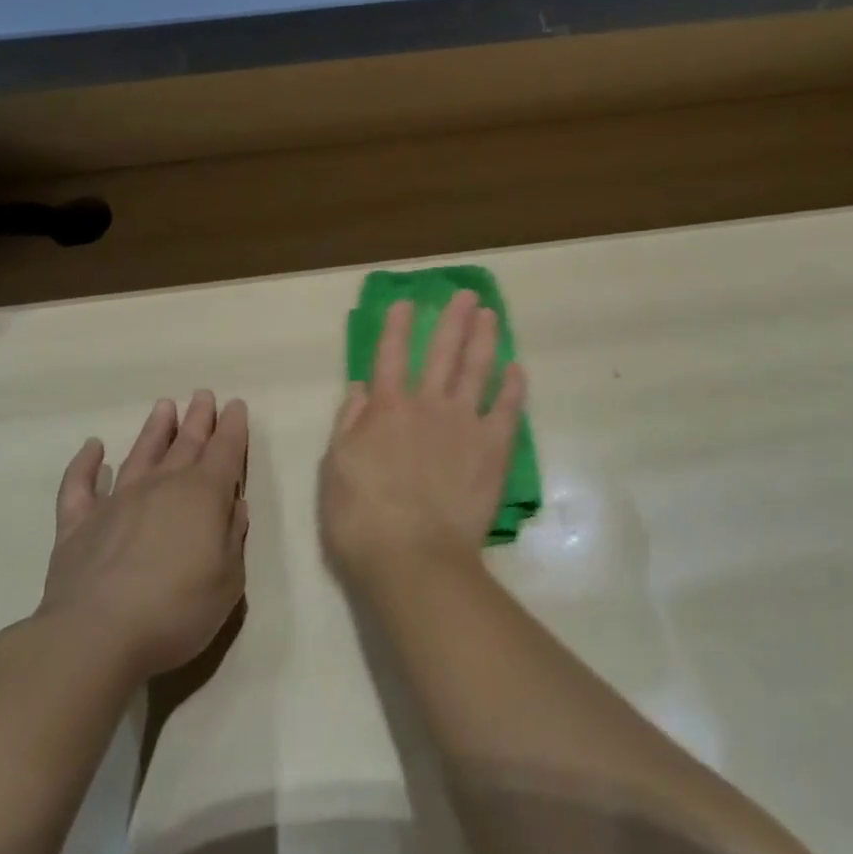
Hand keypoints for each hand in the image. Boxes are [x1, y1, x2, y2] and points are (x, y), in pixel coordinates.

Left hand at [36, 391, 249, 679]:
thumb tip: (233, 506)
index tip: (235, 405)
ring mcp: (117, 502)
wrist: (95, 638)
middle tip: (204, 395)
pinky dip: (85, 465)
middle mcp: (163, 486)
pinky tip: (92, 447)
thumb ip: (233, 538)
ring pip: (141, 454)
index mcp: (204, 495)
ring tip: (164, 406)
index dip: (233, 427)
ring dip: (155, 430)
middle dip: (199, 419)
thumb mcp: (228, 581)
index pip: (225, 450)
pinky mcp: (78, 525)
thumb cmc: (176, 611)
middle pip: (186, 444)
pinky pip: (79, 486)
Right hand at [319, 292, 526, 584]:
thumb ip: (348, 424)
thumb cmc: (362, 519)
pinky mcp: (493, 448)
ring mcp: (464, 423)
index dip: (397, 327)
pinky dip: (513, 387)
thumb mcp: (335, 470)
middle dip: (453, 320)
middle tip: (466, 295)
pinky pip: (507, 409)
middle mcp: (427, 405)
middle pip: (442, 352)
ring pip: (477, 369)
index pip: (390, 356)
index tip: (406, 302)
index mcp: (386, 409)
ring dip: (484, 339)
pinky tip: (517, 368)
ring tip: (490, 314)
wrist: (414, 559)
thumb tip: (360, 387)